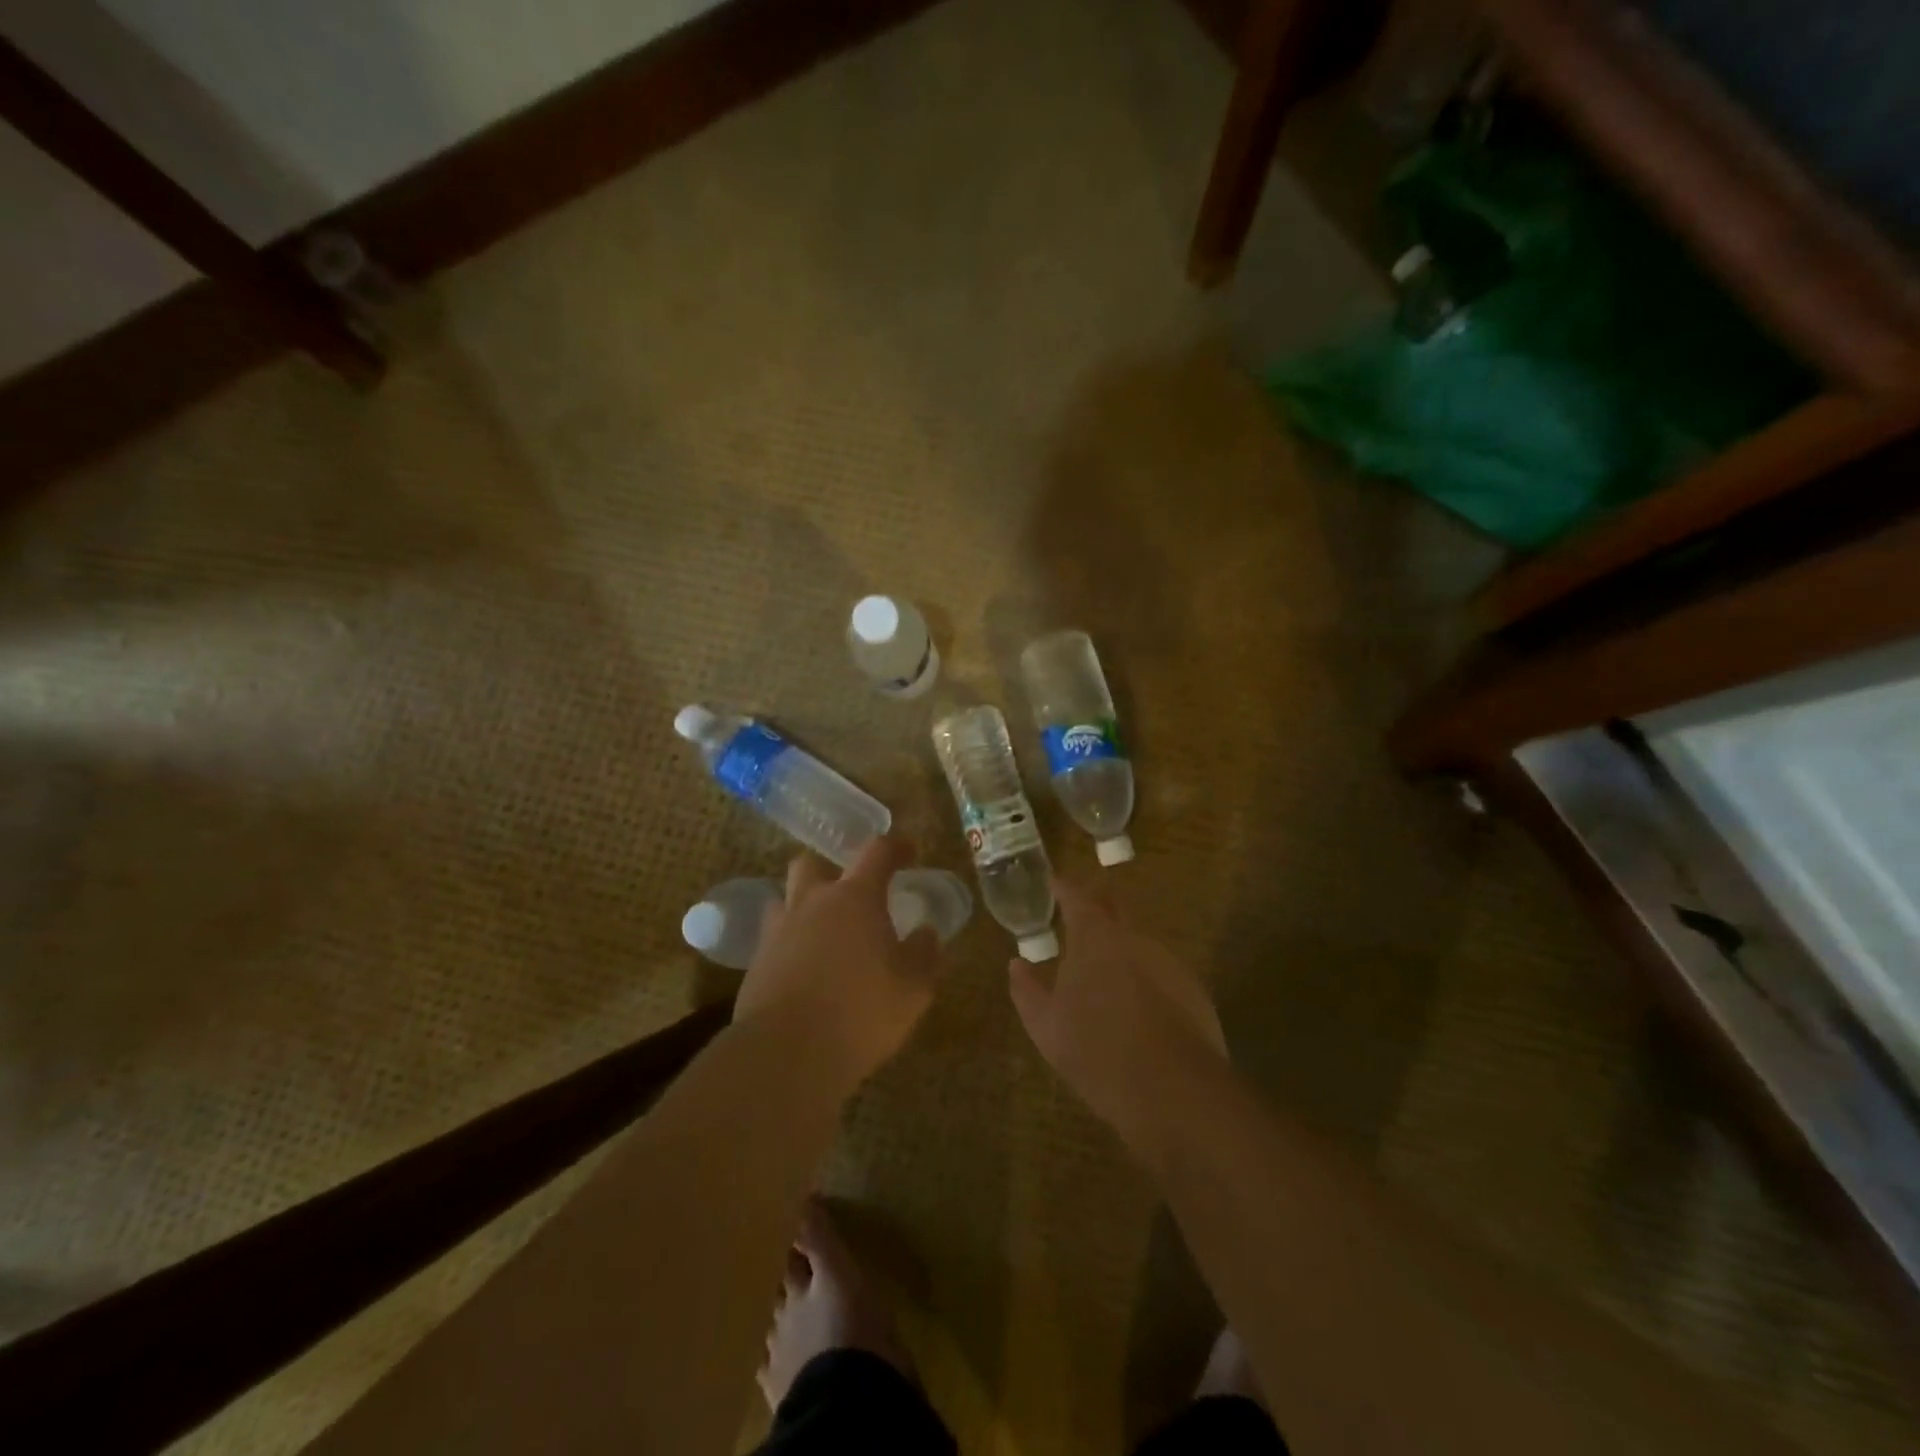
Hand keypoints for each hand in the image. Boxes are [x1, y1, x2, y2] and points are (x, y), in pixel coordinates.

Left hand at [738, 836, 941, 1087]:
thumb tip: (925, 932)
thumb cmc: (861, 1012)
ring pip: (786, 899)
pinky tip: (804, 970)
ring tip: (823, 933)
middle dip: (831, 871)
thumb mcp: (913, 988)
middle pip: (812, 864)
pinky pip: (774, 938)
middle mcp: (812, 902)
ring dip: (804, 907)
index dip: (895, 847)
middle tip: (851, 896)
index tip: (908, 852)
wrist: (785, 1054)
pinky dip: (790, 944)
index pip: (877, 852)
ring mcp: (778, 931)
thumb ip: (923, 954)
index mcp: (856, 898)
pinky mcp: (755, 963)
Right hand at [1008, 879, 1226, 1172]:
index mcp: (1094, 937)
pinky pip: (1161, 970)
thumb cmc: (1095, 1049)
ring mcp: (1168, 960)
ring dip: (1122, 945)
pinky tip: (1138, 1005)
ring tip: (1107, 968)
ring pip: (1140, 940)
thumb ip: (1027, 990)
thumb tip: (1017, 965)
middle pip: (1115, 904)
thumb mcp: (1045, 1026)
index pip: (1077, 896)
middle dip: (1098, 902)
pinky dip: (1145, 976)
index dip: (1064, 887)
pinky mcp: (1193, 988)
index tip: (1054, 882)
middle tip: (1081, 912)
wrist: (1171, 1088)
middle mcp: (1133, 937)